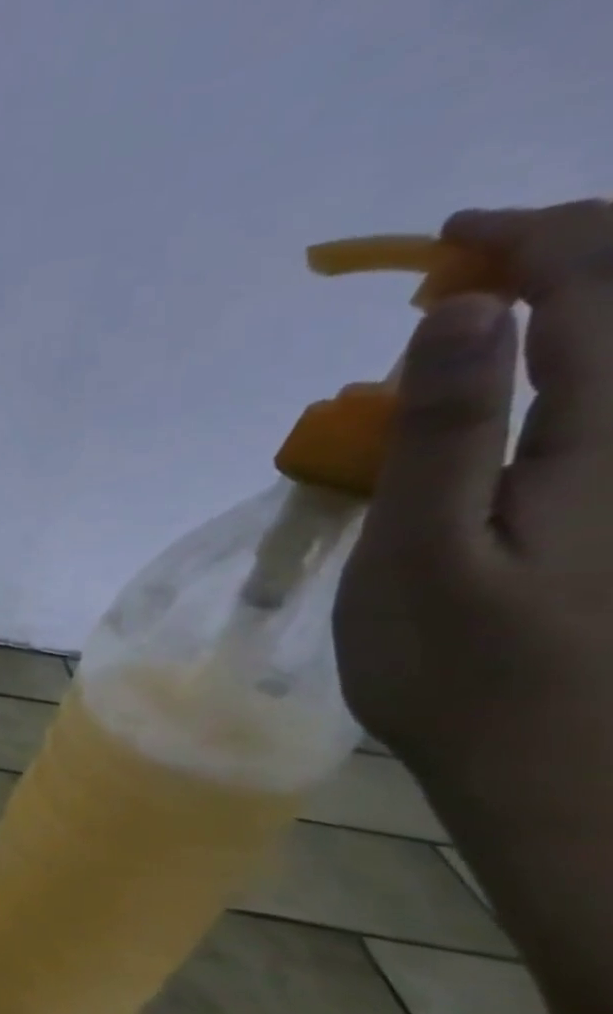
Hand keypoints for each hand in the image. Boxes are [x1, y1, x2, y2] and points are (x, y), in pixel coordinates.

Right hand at [334, 200, 612, 809]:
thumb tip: (462, 309)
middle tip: (472, 268)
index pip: (598, 289)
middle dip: (574, 254)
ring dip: (588, 306)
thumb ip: (445, 430)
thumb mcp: (420, 552)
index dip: (529, 242)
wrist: (554, 773)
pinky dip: (587, 365)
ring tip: (505, 312)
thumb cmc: (460, 670)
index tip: (444, 240)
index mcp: (610, 439)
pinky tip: (539, 385)